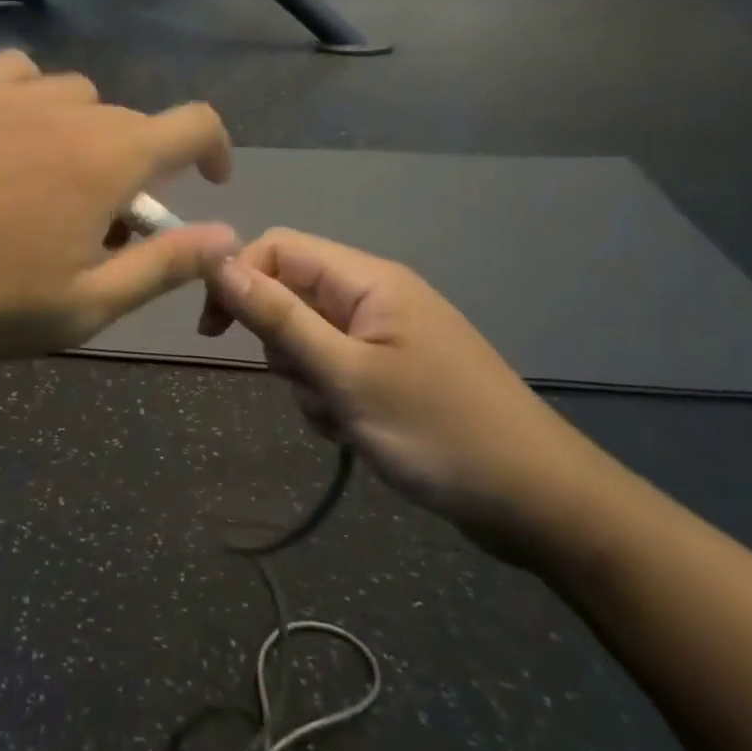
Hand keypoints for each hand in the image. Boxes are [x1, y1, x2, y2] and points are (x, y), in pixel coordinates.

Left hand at [0, 52, 236, 369]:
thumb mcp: (84, 305)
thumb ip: (165, 265)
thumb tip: (229, 236)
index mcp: (107, 160)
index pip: (192, 124)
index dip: (214, 148)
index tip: (207, 182)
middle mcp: (65, 110)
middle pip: (129, 120)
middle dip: (134, 167)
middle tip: (99, 225)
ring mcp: (4, 92)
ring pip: (74, 96)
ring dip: (83, 134)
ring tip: (47, 183)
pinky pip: (15, 74)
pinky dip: (30, 100)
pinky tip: (4, 137)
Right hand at [199, 230, 610, 560]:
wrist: (538, 501)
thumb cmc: (439, 431)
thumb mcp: (346, 376)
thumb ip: (279, 317)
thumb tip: (218, 261)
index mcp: (368, 280)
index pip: (279, 248)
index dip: (239, 279)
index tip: (213, 331)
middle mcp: (374, 296)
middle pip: (291, 295)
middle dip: (281, 344)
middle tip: (311, 385)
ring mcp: (385, 336)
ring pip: (307, 339)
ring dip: (306, 379)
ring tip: (343, 418)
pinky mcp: (391, 372)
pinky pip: (334, 370)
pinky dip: (330, 399)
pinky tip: (355, 432)